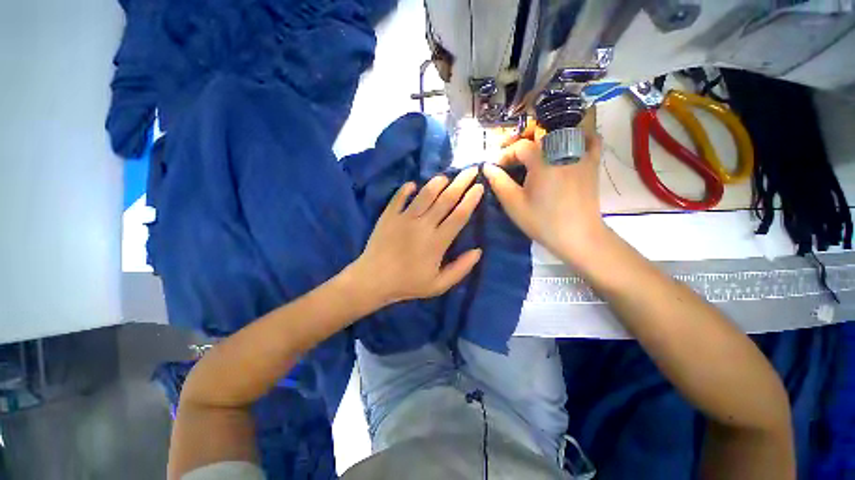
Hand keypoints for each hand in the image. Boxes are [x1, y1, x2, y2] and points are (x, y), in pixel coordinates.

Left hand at [353, 167, 483, 305]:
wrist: (373, 280)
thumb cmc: (407, 284)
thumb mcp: (438, 285)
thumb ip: (460, 268)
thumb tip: (478, 251)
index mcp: (438, 241)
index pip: (459, 215)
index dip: (471, 200)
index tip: (479, 187)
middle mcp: (423, 224)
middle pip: (446, 199)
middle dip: (461, 183)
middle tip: (471, 170)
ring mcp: (404, 218)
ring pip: (425, 194)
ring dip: (437, 183)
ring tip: (446, 176)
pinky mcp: (389, 215)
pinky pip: (399, 197)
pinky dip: (406, 189)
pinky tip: (413, 184)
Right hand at [483, 129, 605, 264]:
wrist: (577, 236)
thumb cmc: (542, 221)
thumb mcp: (514, 204)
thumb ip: (499, 182)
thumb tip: (487, 166)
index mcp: (542, 160)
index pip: (519, 147)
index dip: (505, 155)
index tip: (497, 168)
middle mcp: (563, 149)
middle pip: (541, 131)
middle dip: (522, 139)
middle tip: (511, 153)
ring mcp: (582, 153)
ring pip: (565, 128)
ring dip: (546, 133)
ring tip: (534, 146)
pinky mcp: (593, 162)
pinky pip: (590, 138)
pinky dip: (579, 135)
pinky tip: (567, 143)